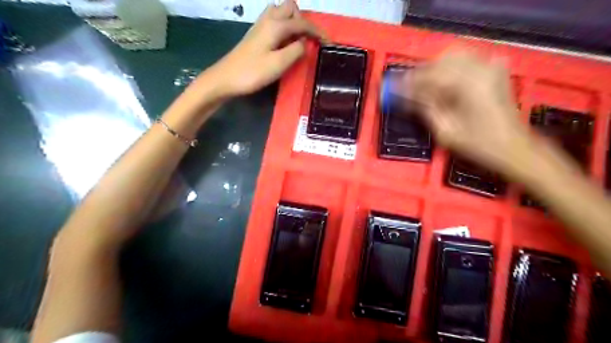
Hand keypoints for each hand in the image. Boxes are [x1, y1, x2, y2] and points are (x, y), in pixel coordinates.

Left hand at [212, 0, 326, 96]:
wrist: (225, 78)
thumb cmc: (252, 72)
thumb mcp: (279, 64)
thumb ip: (296, 51)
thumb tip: (304, 43)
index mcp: (275, 26)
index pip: (302, 23)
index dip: (317, 32)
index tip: (328, 42)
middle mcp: (268, 20)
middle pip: (290, 8)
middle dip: (303, 20)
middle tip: (308, 40)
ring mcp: (259, 26)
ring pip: (280, 12)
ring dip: (292, 22)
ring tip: (297, 40)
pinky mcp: (255, 35)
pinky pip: (273, 21)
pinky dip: (283, 27)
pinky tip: (283, 42)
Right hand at [407, 49, 533, 173]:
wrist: (514, 148)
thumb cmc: (479, 145)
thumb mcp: (446, 132)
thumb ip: (425, 108)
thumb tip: (405, 95)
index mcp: (467, 85)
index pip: (429, 75)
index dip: (408, 81)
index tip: (393, 87)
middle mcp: (480, 69)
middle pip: (440, 61)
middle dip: (421, 73)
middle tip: (408, 88)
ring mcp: (490, 68)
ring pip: (453, 56)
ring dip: (435, 69)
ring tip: (425, 86)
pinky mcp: (495, 71)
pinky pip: (467, 59)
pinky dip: (451, 67)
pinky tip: (446, 82)